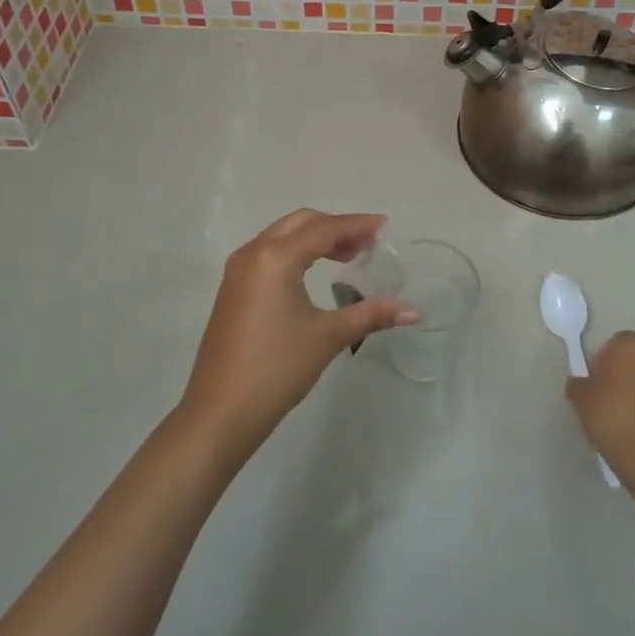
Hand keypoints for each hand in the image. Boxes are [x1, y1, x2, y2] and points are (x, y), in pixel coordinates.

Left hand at [178, 210, 415, 457]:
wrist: (220, 412)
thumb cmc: (277, 368)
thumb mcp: (327, 337)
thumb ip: (371, 315)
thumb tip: (414, 311)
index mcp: (275, 258)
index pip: (323, 229)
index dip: (357, 225)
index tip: (384, 225)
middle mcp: (253, 253)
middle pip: (300, 223)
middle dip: (336, 228)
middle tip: (367, 244)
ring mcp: (238, 271)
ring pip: (282, 236)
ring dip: (315, 239)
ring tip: (348, 257)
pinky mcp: (233, 289)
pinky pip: (269, 254)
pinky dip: (296, 253)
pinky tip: (314, 274)